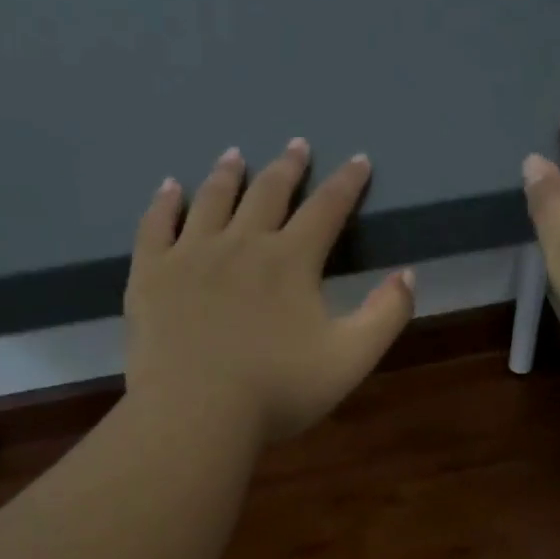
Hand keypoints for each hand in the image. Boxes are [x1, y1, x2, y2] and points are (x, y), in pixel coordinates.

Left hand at [124, 139, 414, 443]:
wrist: (195, 412)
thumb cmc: (278, 390)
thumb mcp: (351, 359)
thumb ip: (386, 315)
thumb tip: (408, 275)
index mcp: (291, 261)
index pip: (327, 209)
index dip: (347, 183)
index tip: (358, 160)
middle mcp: (242, 244)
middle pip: (269, 193)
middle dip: (288, 167)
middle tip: (296, 145)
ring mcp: (191, 255)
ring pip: (213, 200)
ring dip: (228, 174)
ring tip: (235, 155)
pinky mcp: (151, 274)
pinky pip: (156, 225)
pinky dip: (165, 202)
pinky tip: (169, 188)